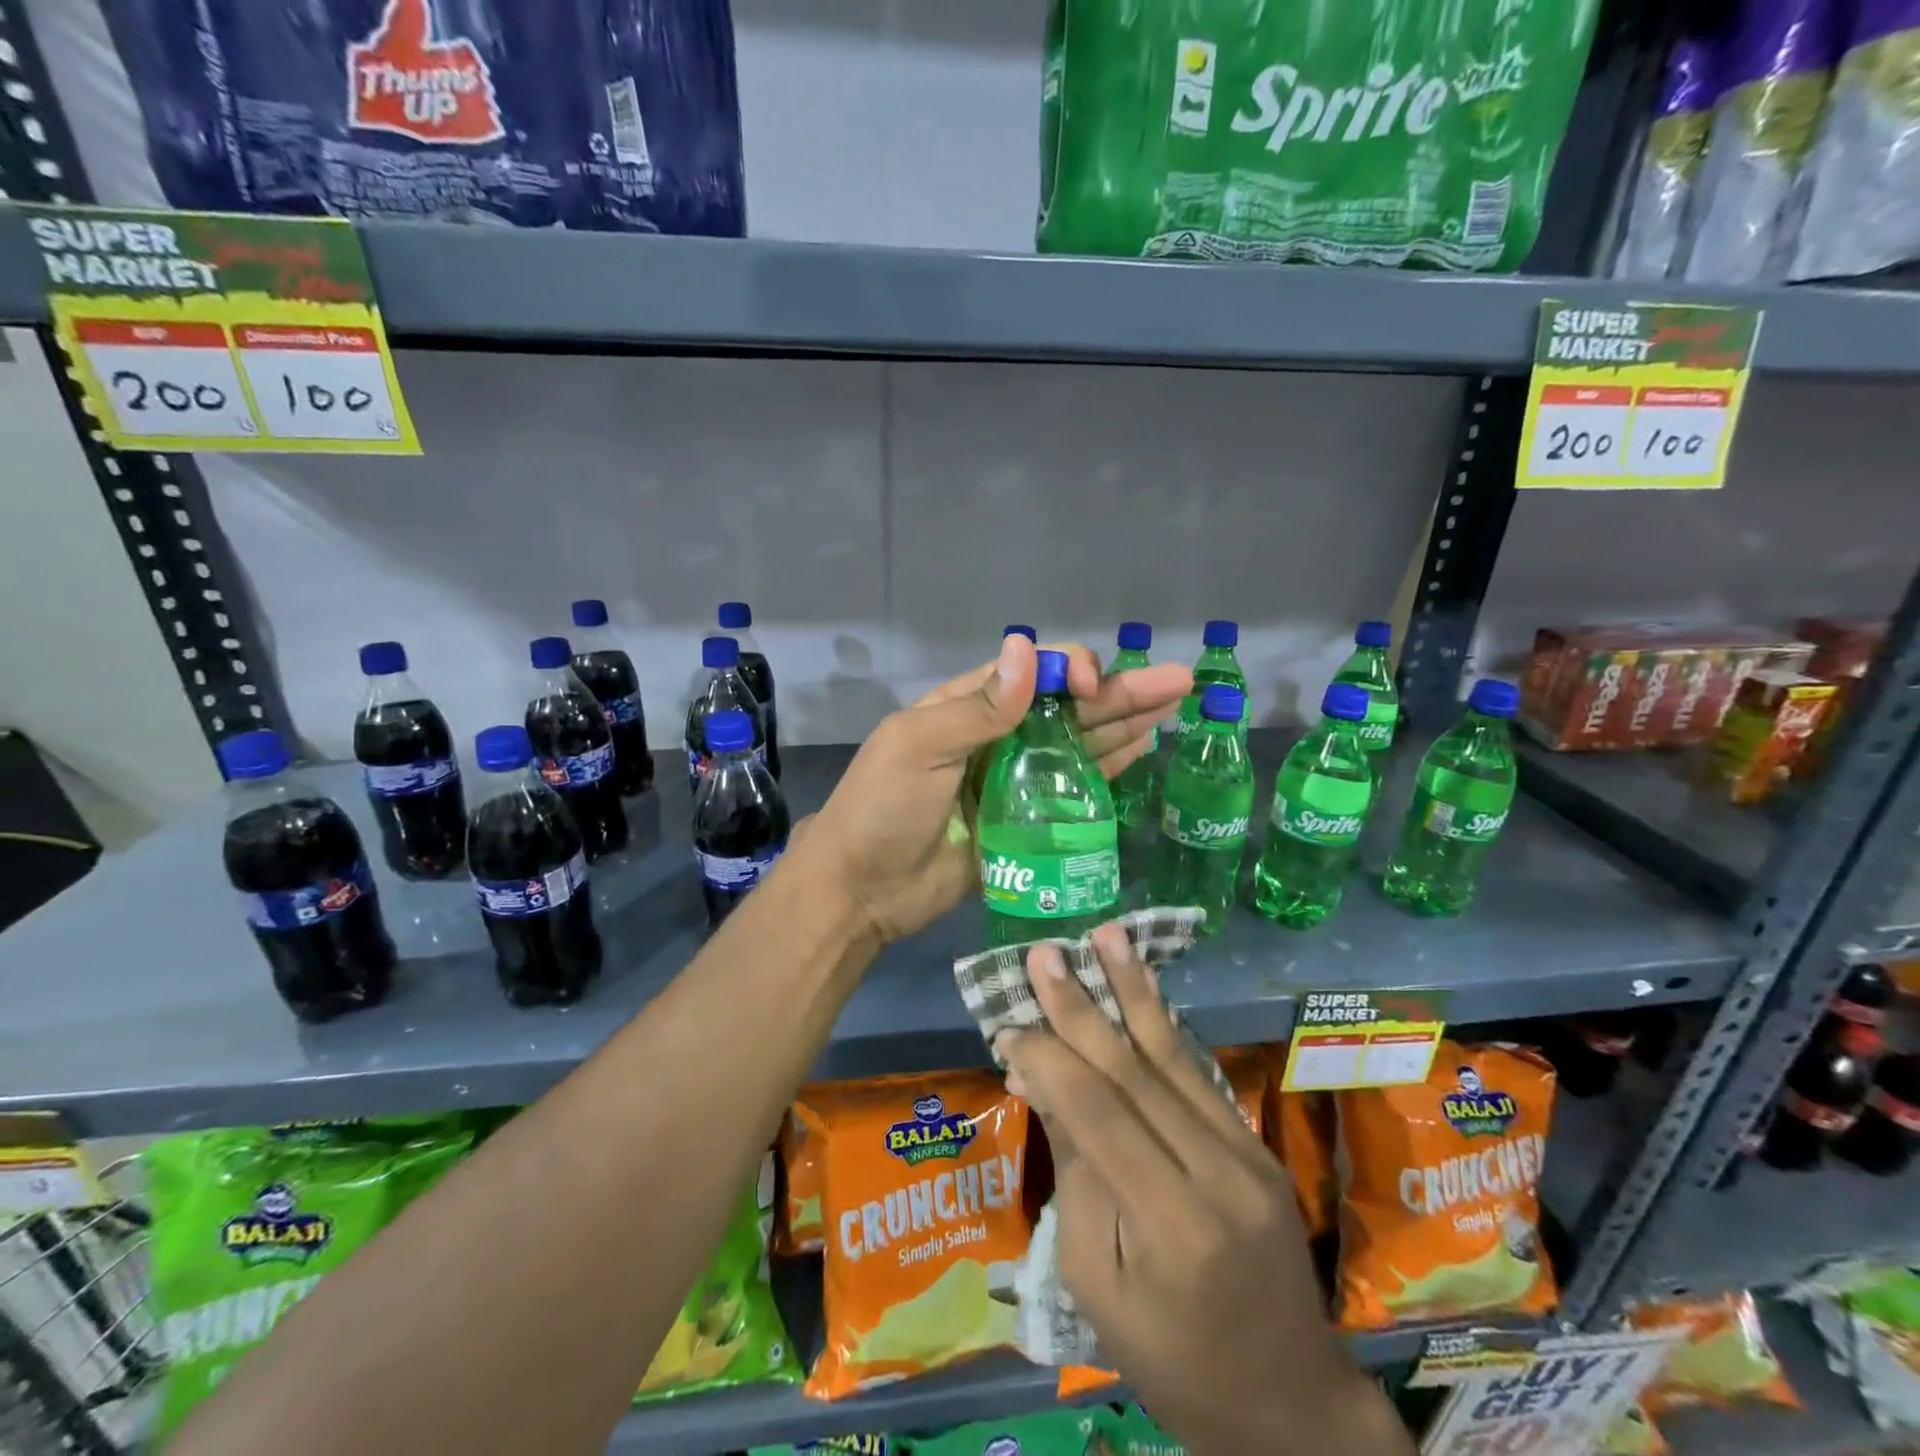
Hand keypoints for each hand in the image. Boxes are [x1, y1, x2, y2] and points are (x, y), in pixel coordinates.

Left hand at [801, 634, 1189, 943]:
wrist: (863, 890)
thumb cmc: (883, 809)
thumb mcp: (919, 746)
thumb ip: (979, 707)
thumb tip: (1025, 648)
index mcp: (967, 706)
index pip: (1032, 673)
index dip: (1069, 671)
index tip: (1091, 688)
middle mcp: (998, 736)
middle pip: (1068, 707)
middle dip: (1120, 692)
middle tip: (1179, 681)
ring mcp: (1016, 780)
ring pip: (1079, 744)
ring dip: (1125, 724)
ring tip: (1175, 706)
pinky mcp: (1028, 822)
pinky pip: (1074, 790)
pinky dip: (1109, 768)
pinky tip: (1142, 749)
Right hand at [999, 925, 1412, 1455]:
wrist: (1289, 1405)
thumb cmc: (1174, 1363)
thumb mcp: (1098, 1285)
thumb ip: (1077, 1175)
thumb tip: (1044, 1082)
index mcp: (1170, 1225)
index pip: (1097, 1114)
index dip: (1049, 1060)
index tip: (1008, 1024)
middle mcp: (1215, 1172)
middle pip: (1134, 1071)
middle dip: (1082, 1006)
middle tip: (1044, 954)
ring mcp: (1245, 1153)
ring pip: (1172, 1056)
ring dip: (1133, 990)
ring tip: (1107, 935)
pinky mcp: (1256, 1144)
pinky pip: (1198, 1073)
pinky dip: (1162, 1025)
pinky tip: (1142, 986)